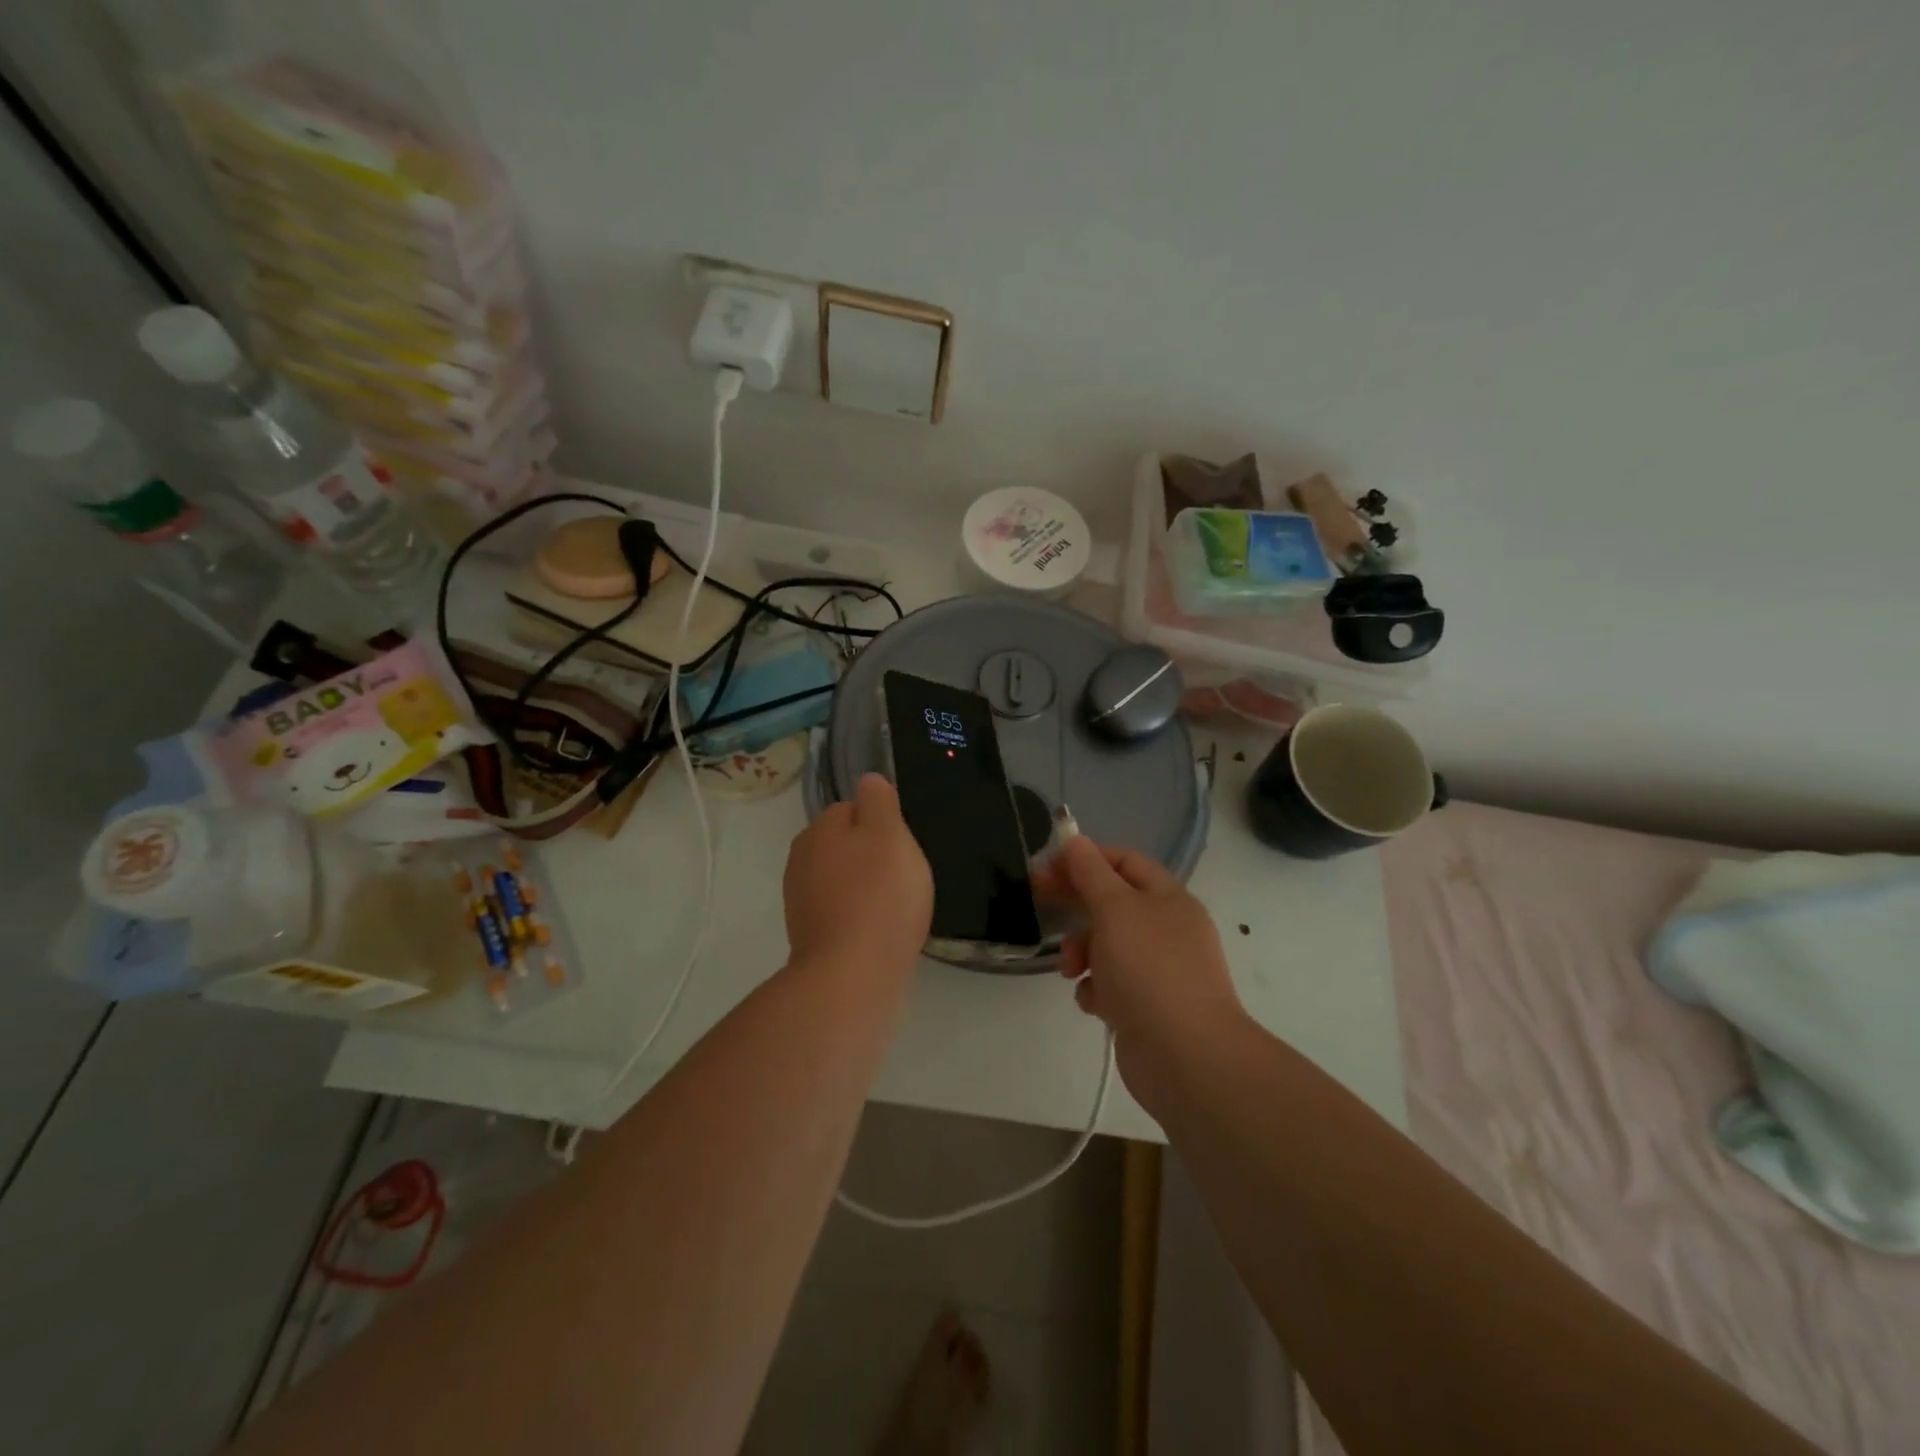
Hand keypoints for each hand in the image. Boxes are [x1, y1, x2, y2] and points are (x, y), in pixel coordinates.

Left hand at [783, 773, 932, 980]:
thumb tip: (868, 780)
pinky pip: (842, 912)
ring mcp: (802, 901)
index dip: (882, 825)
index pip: (852, 809)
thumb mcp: (889, 833)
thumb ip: (879, 801)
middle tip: (903, 878)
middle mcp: (802, 860)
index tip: (902, 847)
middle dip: (873, 857)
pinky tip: (881, 932)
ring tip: (896, 909)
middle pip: (846, 846)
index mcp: (819, 830)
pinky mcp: (810, 936)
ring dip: (867, 888)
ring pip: (843, 880)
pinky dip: (860, 917)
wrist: (852, 976)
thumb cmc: (878, 896)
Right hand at [1034, 837, 1244, 1113]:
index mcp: (1168, 898)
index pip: (1125, 861)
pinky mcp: (1146, 1007)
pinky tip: (1094, 1001)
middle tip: (1037, 901)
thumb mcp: (1115, 908)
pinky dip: (1096, 988)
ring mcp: (1158, 970)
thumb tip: (1075, 840)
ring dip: (1082, 951)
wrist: (1186, 1056)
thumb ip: (1091, 872)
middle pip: (1112, 902)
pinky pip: (1111, 984)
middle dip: (1076, 904)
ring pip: (1107, 945)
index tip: (1048, 867)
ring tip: (1072, 970)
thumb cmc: (1150, 969)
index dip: (1086, 858)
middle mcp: (1166, 929)